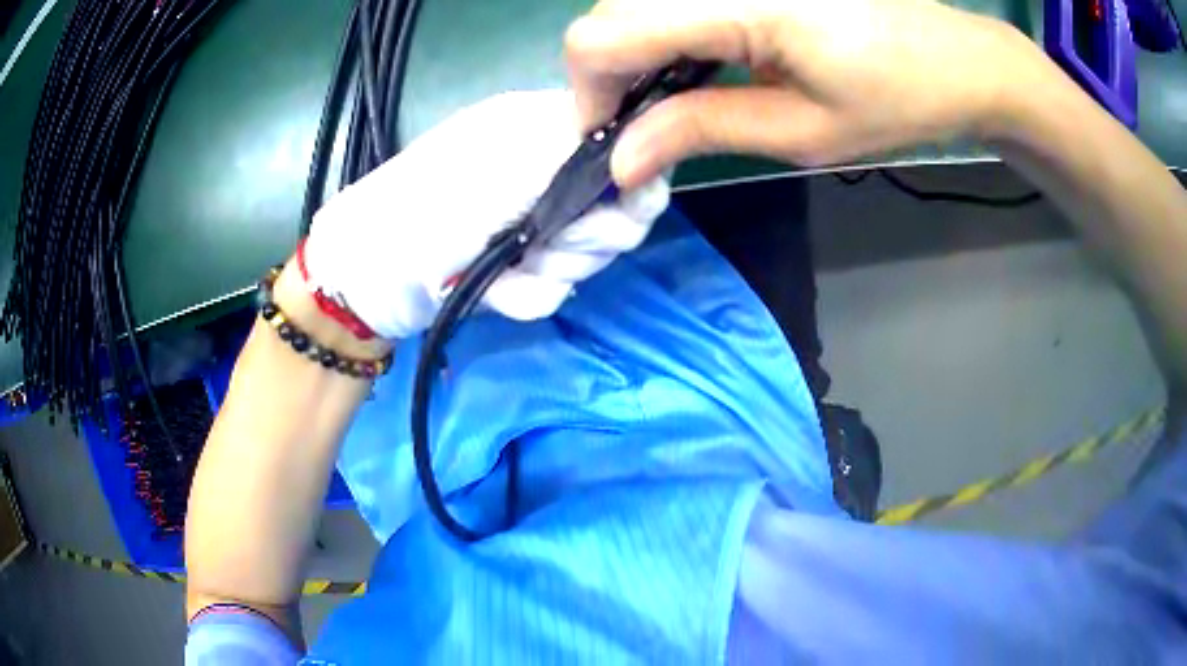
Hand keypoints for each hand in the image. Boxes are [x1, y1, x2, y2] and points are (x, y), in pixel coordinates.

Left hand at [304, 90, 669, 339]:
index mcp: (545, 130)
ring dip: (552, 268)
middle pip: (621, 210)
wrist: (367, 280)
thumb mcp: (502, 167)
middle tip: (546, 242)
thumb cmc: (426, 210)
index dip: (631, 183)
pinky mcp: (522, 268)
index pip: (626, 148)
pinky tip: (496, 290)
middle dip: (587, 237)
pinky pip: (558, 290)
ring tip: (508, 266)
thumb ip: (576, 153)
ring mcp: (536, 223)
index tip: (612, 208)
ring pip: (591, 255)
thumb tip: (642, 150)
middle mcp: (549, 171)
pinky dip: (528, 295)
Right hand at [565, 0, 1047, 186]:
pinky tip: (700, 64)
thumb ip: (700, 130)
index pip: (604, 36)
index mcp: (739, 4)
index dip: (590, 92)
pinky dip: (667, 35)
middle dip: (609, 75)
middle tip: (646, 128)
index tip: (614, 140)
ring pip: (635, 3)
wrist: (956, 58)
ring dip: (636, 54)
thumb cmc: (897, 100)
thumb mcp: (802, 130)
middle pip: (610, 13)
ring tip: (675, 101)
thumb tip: (620, 160)